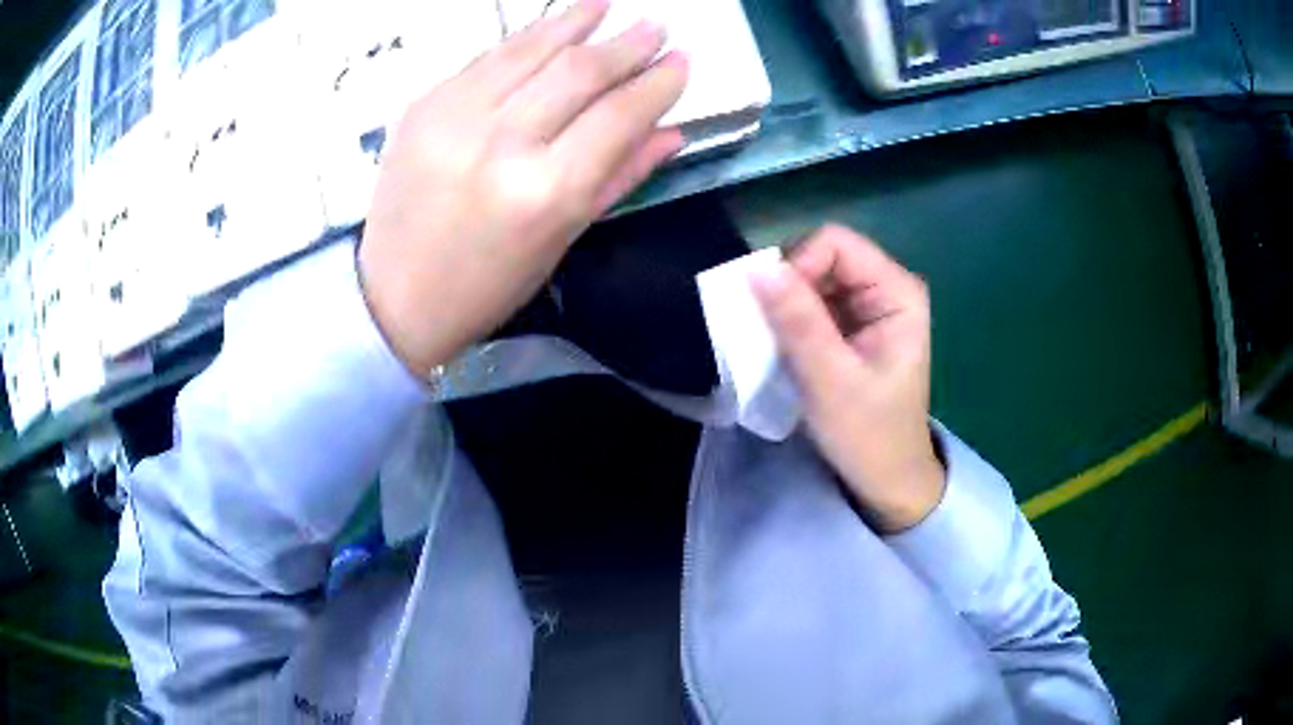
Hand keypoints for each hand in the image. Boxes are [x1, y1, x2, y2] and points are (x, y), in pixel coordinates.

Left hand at [359, 0, 687, 376]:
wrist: (394, 296)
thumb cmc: (488, 284)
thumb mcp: (562, 239)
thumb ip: (619, 176)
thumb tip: (672, 130)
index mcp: (546, 192)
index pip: (619, 115)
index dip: (659, 82)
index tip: (682, 62)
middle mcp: (501, 143)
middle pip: (578, 71)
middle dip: (626, 44)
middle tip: (656, 27)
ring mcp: (454, 117)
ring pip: (530, 49)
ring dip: (574, 20)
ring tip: (605, 5)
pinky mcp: (423, 106)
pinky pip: (485, 59)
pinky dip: (524, 38)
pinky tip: (551, 26)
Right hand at [752, 225, 944, 533]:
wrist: (885, 477)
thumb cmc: (868, 434)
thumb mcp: (830, 380)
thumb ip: (798, 321)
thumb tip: (756, 268)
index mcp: (898, 291)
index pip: (835, 243)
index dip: (797, 265)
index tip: (773, 311)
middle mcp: (886, 286)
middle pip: (821, 254)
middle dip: (788, 286)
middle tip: (770, 332)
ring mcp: (868, 304)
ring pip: (811, 276)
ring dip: (784, 304)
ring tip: (775, 343)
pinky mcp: (850, 322)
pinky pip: (810, 300)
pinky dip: (788, 317)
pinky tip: (784, 347)